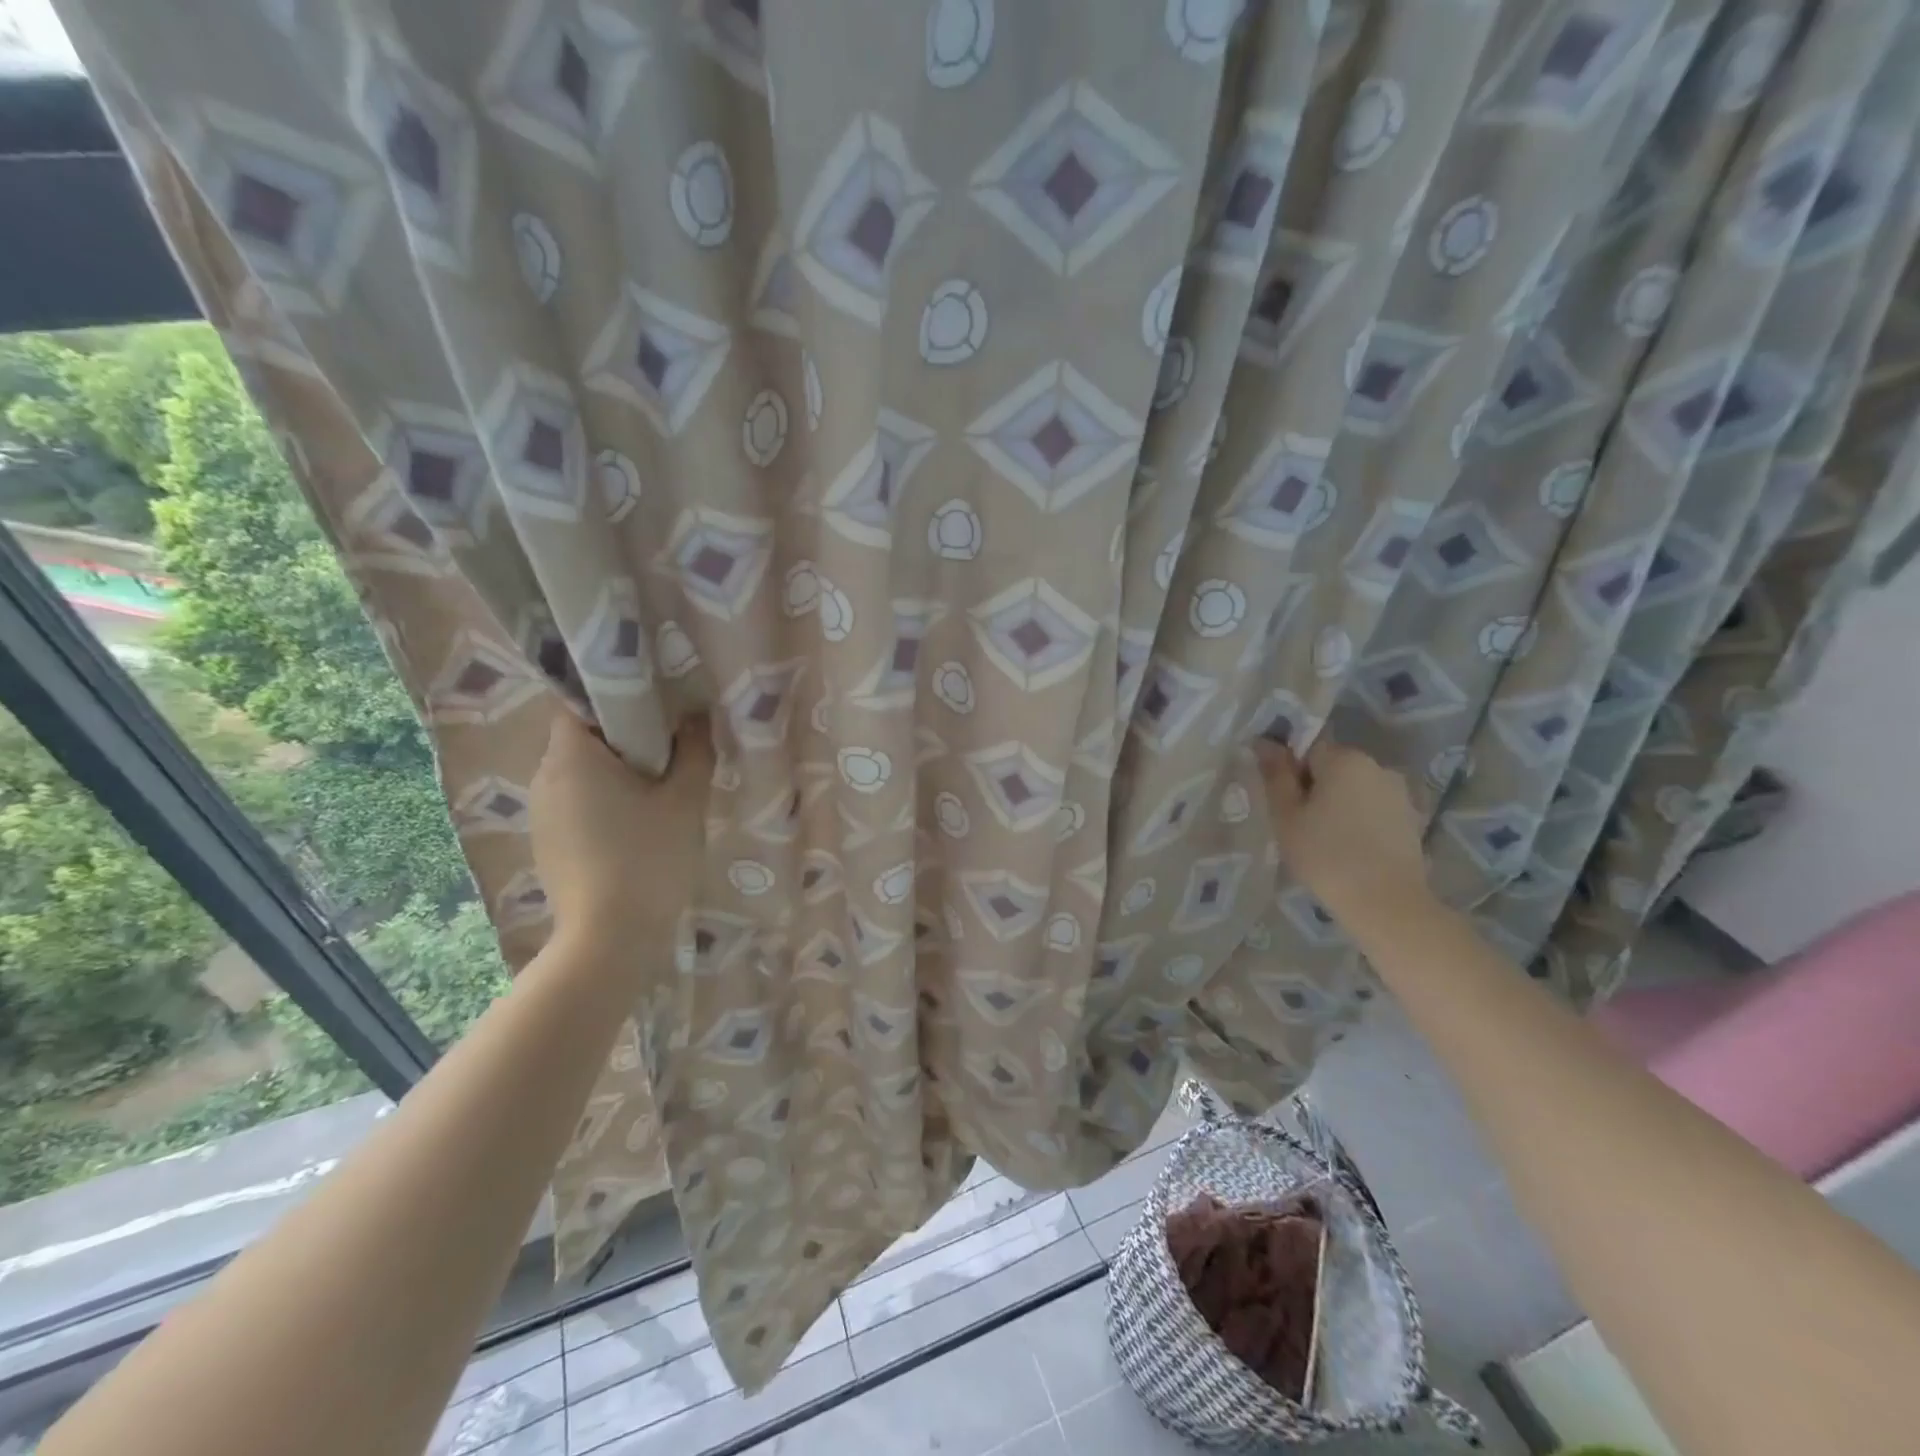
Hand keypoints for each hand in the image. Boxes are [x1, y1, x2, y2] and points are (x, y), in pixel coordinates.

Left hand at [528, 711, 713, 956]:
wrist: (609, 938)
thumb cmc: (648, 858)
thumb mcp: (685, 800)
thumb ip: (694, 749)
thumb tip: (696, 715)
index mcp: (571, 757)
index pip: (578, 702)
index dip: (615, 695)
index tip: (655, 704)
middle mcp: (544, 777)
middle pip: (580, 737)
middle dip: (623, 735)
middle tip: (669, 744)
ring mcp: (541, 813)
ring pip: (579, 772)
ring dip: (614, 770)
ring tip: (658, 786)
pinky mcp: (547, 843)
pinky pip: (575, 802)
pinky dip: (602, 800)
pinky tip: (635, 823)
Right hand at [1255, 738, 1433, 927]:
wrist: (1386, 903)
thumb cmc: (1325, 855)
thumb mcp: (1286, 815)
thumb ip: (1275, 774)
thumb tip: (1265, 741)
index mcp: (1345, 759)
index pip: (1308, 749)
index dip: (1291, 774)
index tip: (1285, 805)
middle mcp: (1377, 766)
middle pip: (1334, 768)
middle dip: (1316, 788)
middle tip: (1300, 826)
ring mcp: (1399, 794)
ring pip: (1355, 790)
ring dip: (1339, 806)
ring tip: (1326, 842)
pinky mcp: (1412, 820)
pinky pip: (1374, 810)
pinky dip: (1360, 822)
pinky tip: (1352, 851)